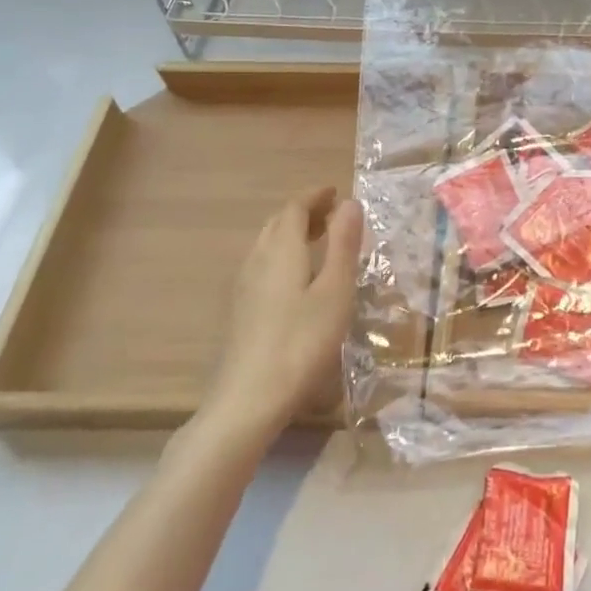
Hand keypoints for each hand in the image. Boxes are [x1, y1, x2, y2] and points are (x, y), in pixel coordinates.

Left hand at [199, 186, 362, 443]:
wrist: (250, 398)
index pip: (294, 208)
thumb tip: (349, 202)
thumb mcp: (335, 290)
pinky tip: (297, 277)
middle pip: (277, 223)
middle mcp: (258, 260)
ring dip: (292, 233)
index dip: (315, 196)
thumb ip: (343, 244)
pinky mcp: (241, 310)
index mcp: (281, 250)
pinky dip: (283, 254)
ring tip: (319, 239)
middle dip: (304, 212)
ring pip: (267, 245)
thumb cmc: (302, 340)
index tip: (336, 192)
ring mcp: (244, 286)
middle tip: (331, 213)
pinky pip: (263, 264)